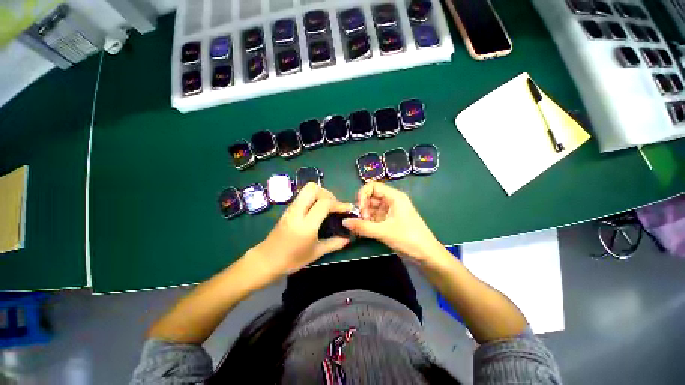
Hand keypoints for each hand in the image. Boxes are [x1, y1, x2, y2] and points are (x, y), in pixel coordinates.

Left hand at [249, 183, 353, 275]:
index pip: (324, 203)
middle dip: (327, 194)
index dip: (338, 203)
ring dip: (320, 194)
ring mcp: (290, 209)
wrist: (266, 261)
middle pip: (313, 188)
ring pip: (306, 189)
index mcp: (306, 225)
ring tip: (327, 207)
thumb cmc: (292, 260)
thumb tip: (348, 238)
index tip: (346, 209)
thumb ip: (334, 243)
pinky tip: (316, 209)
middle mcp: (297, 212)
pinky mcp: (287, 209)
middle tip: (334, 205)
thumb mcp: (316, 253)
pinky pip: (302, 196)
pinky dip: (313, 197)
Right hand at [343, 182, 442, 264]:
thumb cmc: (408, 238)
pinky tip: (363, 229)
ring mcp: (390, 211)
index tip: (358, 209)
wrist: (426, 255)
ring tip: (361, 226)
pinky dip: (368, 222)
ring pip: (372, 208)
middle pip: (371, 197)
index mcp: (394, 197)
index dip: (363, 194)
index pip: (373, 186)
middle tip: (360, 220)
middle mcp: (391, 201)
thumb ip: (363, 226)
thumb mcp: (384, 231)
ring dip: (364, 215)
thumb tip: (344, 221)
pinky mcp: (388, 221)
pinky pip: (374, 217)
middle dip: (363, 207)